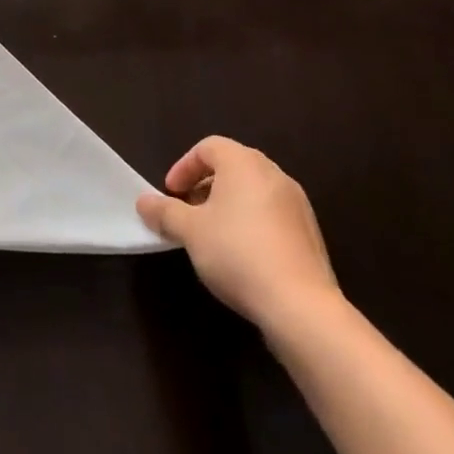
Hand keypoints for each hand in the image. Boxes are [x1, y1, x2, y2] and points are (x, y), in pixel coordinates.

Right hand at [137, 136, 342, 334]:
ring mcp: (297, 204)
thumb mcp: (190, 232)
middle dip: (205, 186)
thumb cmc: (237, 253)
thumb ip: (164, 212)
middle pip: (232, 167)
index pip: (207, 147)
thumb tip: (143, 202)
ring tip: (213, 236)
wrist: (301, 306)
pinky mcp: (310, 234)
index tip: (171, 194)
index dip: (184, 167)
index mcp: (243, 162)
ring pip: (253, 192)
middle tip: (188, 212)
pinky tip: (243, 256)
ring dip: (228, 206)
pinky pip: (272, 216)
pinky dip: (252, 224)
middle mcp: (273, 174)